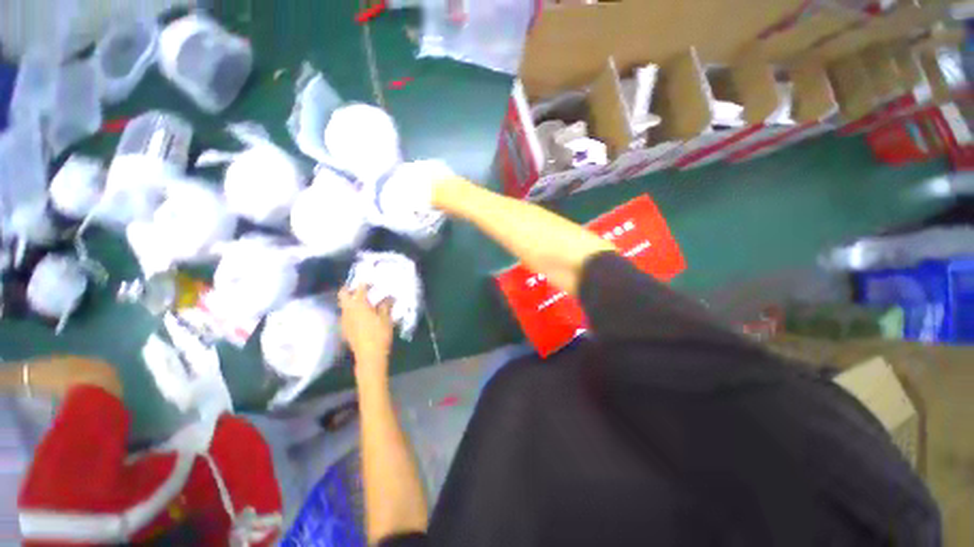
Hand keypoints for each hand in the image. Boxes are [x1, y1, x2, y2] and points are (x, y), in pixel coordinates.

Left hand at [339, 286, 393, 378]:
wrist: (369, 356)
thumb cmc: (379, 334)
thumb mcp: (386, 318)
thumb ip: (386, 305)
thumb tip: (388, 296)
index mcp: (358, 305)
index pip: (360, 288)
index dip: (365, 283)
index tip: (371, 280)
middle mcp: (347, 310)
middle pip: (343, 294)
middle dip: (350, 289)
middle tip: (361, 288)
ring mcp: (344, 320)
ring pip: (344, 305)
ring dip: (351, 301)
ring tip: (364, 302)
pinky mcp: (344, 329)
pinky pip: (346, 315)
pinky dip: (352, 311)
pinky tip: (362, 316)